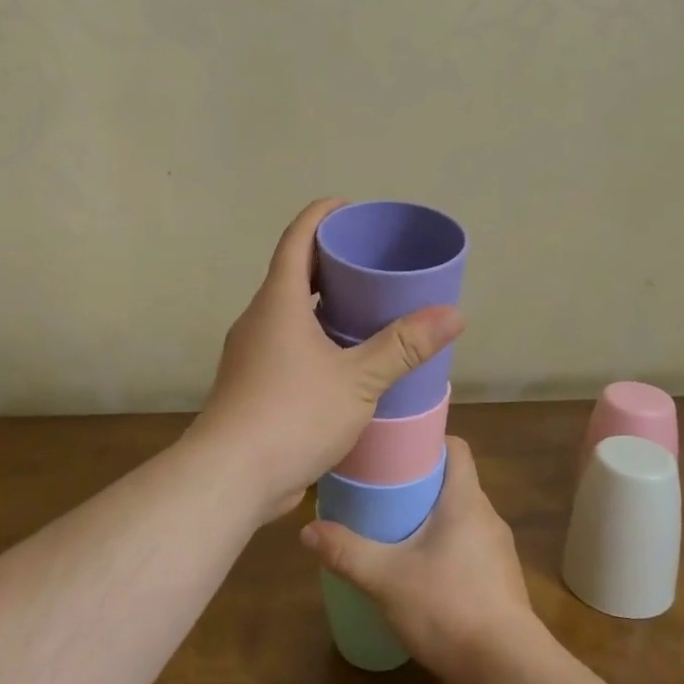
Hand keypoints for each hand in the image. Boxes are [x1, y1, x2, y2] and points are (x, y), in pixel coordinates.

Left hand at [188, 198, 462, 515]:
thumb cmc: (292, 414)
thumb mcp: (357, 380)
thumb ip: (403, 346)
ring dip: (322, 306)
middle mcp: (259, 320)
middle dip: (329, 262)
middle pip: (293, 275)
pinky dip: (314, 339)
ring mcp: (251, 354)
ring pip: (289, 314)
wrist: (230, 476)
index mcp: (278, 302)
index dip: (321, 216)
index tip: (348, 207)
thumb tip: (453, 314)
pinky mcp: (252, 385)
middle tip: (371, 263)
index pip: (296, 239)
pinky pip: (286, 346)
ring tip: (365, 309)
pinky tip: (343, 361)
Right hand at [298, 438, 537, 683]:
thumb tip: (307, 531)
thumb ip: (347, 552)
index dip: (427, 441)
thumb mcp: (386, 578)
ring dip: (432, 519)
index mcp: (466, 501)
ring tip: (394, 531)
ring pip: (461, 519)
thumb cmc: (449, 607)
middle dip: (419, 483)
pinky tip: (420, 574)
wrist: (509, 671)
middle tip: (380, 490)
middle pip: (454, 482)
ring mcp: (498, 553)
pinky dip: (445, 550)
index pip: (456, 448)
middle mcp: (487, 518)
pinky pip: (469, 550)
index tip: (394, 449)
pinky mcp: (500, 583)